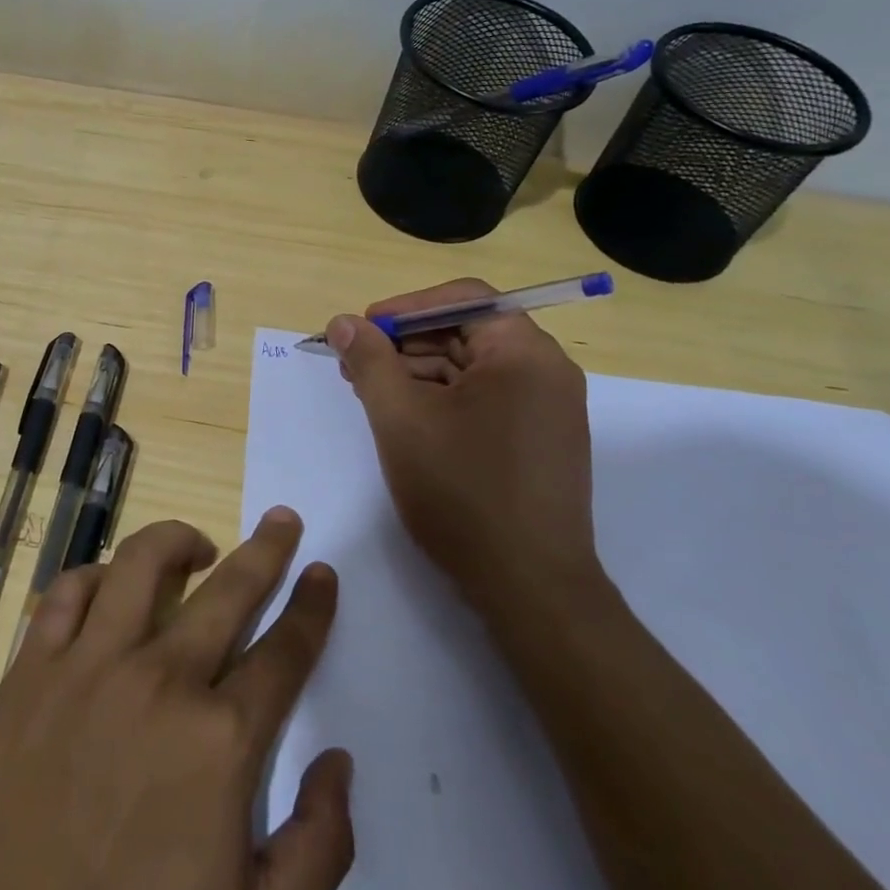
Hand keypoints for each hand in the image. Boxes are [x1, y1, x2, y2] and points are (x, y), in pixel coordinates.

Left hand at [0, 511, 352, 889]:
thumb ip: (318, 847)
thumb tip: (338, 761)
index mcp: (220, 741)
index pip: (285, 653)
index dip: (311, 608)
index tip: (322, 573)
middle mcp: (160, 680)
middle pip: (229, 590)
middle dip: (267, 550)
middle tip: (283, 520)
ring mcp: (89, 666)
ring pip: (142, 564)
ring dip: (178, 541)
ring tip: (198, 546)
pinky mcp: (31, 669)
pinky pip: (67, 593)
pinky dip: (95, 575)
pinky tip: (109, 584)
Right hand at [327, 278, 602, 631]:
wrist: (530, 590)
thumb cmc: (463, 493)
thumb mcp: (401, 419)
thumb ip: (369, 361)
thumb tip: (343, 322)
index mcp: (523, 353)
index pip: (464, 299)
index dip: (406, 307)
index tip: (363, 331)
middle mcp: (545, 371)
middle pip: (466, 331)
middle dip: (405, 343)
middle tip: (356, 366)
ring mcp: (547, 409)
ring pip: (471, 368)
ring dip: (418, 372)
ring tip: (371, 395)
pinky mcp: (539, 441)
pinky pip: (484, 399)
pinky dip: (442, 400)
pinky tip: (405, 421)